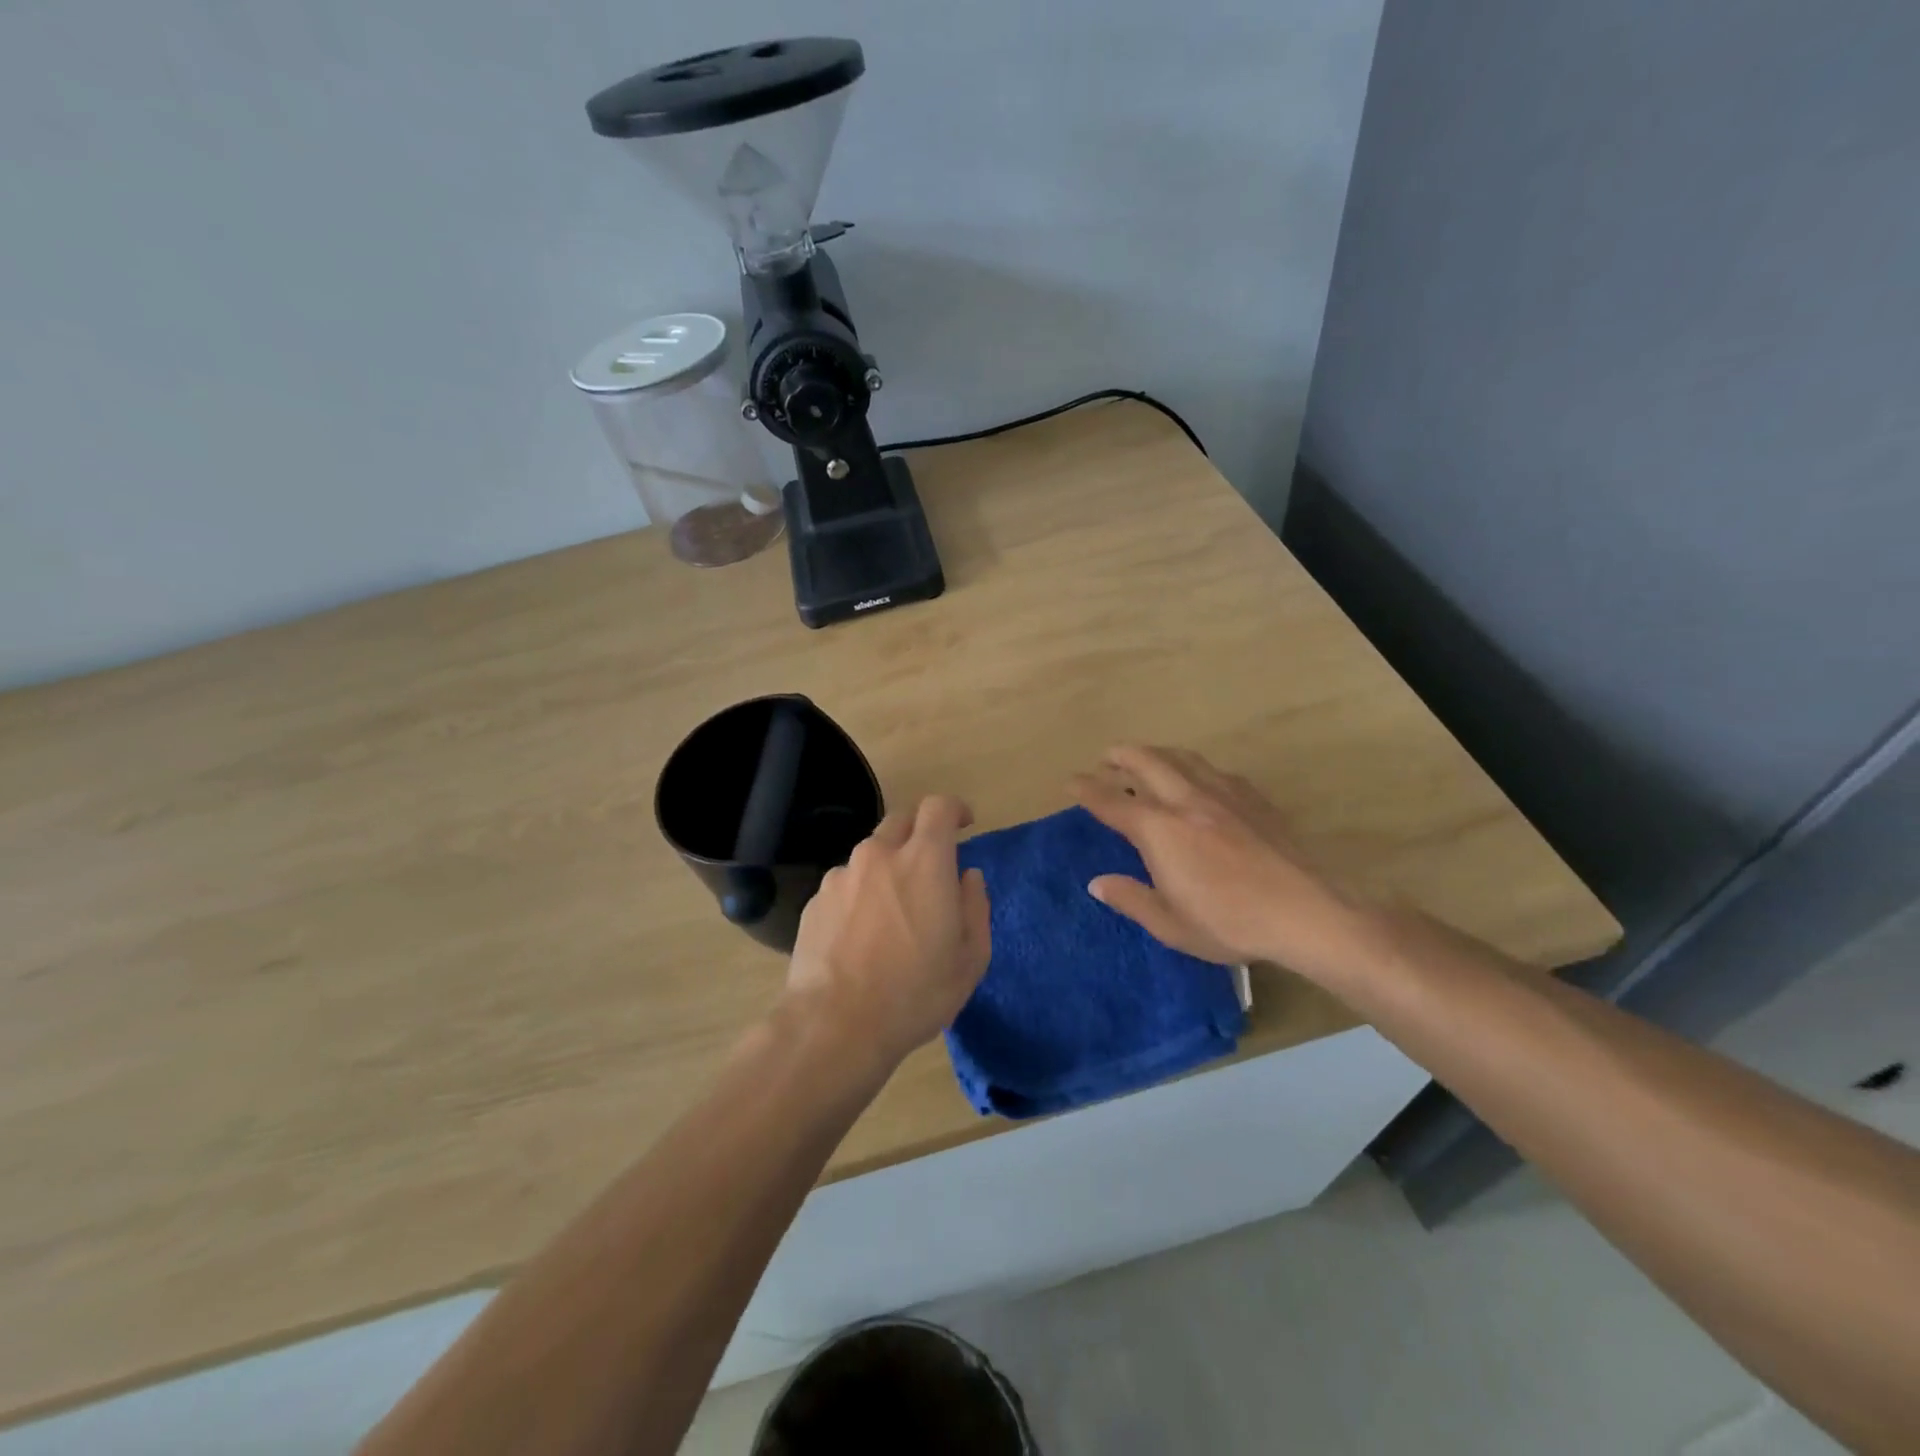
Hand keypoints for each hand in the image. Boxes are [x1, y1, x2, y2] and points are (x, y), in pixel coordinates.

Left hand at [783, 795, 991, 1072]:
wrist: (835, 1026)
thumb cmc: (915, 993)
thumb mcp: (971, 958)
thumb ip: (975, 905)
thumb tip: (967, 876)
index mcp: (924, 861)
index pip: (938, 807)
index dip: (954, 809)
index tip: (964, 824)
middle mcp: (879, 855)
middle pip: (901, 820)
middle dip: (920, 833)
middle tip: (931, 867)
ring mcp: (841, 876)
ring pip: (871, 854)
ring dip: (887, 867)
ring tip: (893, 911)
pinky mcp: (815, 901)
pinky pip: (846, 883)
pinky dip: (860, 894)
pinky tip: (861, 935)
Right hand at [1070, 746, 1373, 981]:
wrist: (1306, 912)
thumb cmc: (1230, 923)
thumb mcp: (1171, 924)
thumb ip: (1131, 899)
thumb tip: (1097, 883)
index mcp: (1159, 830)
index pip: (1112, 802)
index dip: (1087, 789)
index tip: (1071, 781)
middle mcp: (1186, 800)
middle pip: (1146, 762)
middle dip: (1120, 756)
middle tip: (1106, 757)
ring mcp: (1222, 794)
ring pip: (1181, 758)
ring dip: (1156, 753)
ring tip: (1146, 758)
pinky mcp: (1253, 797)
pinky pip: (1214, 770)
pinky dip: (1193, 767)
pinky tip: (1199, 780)